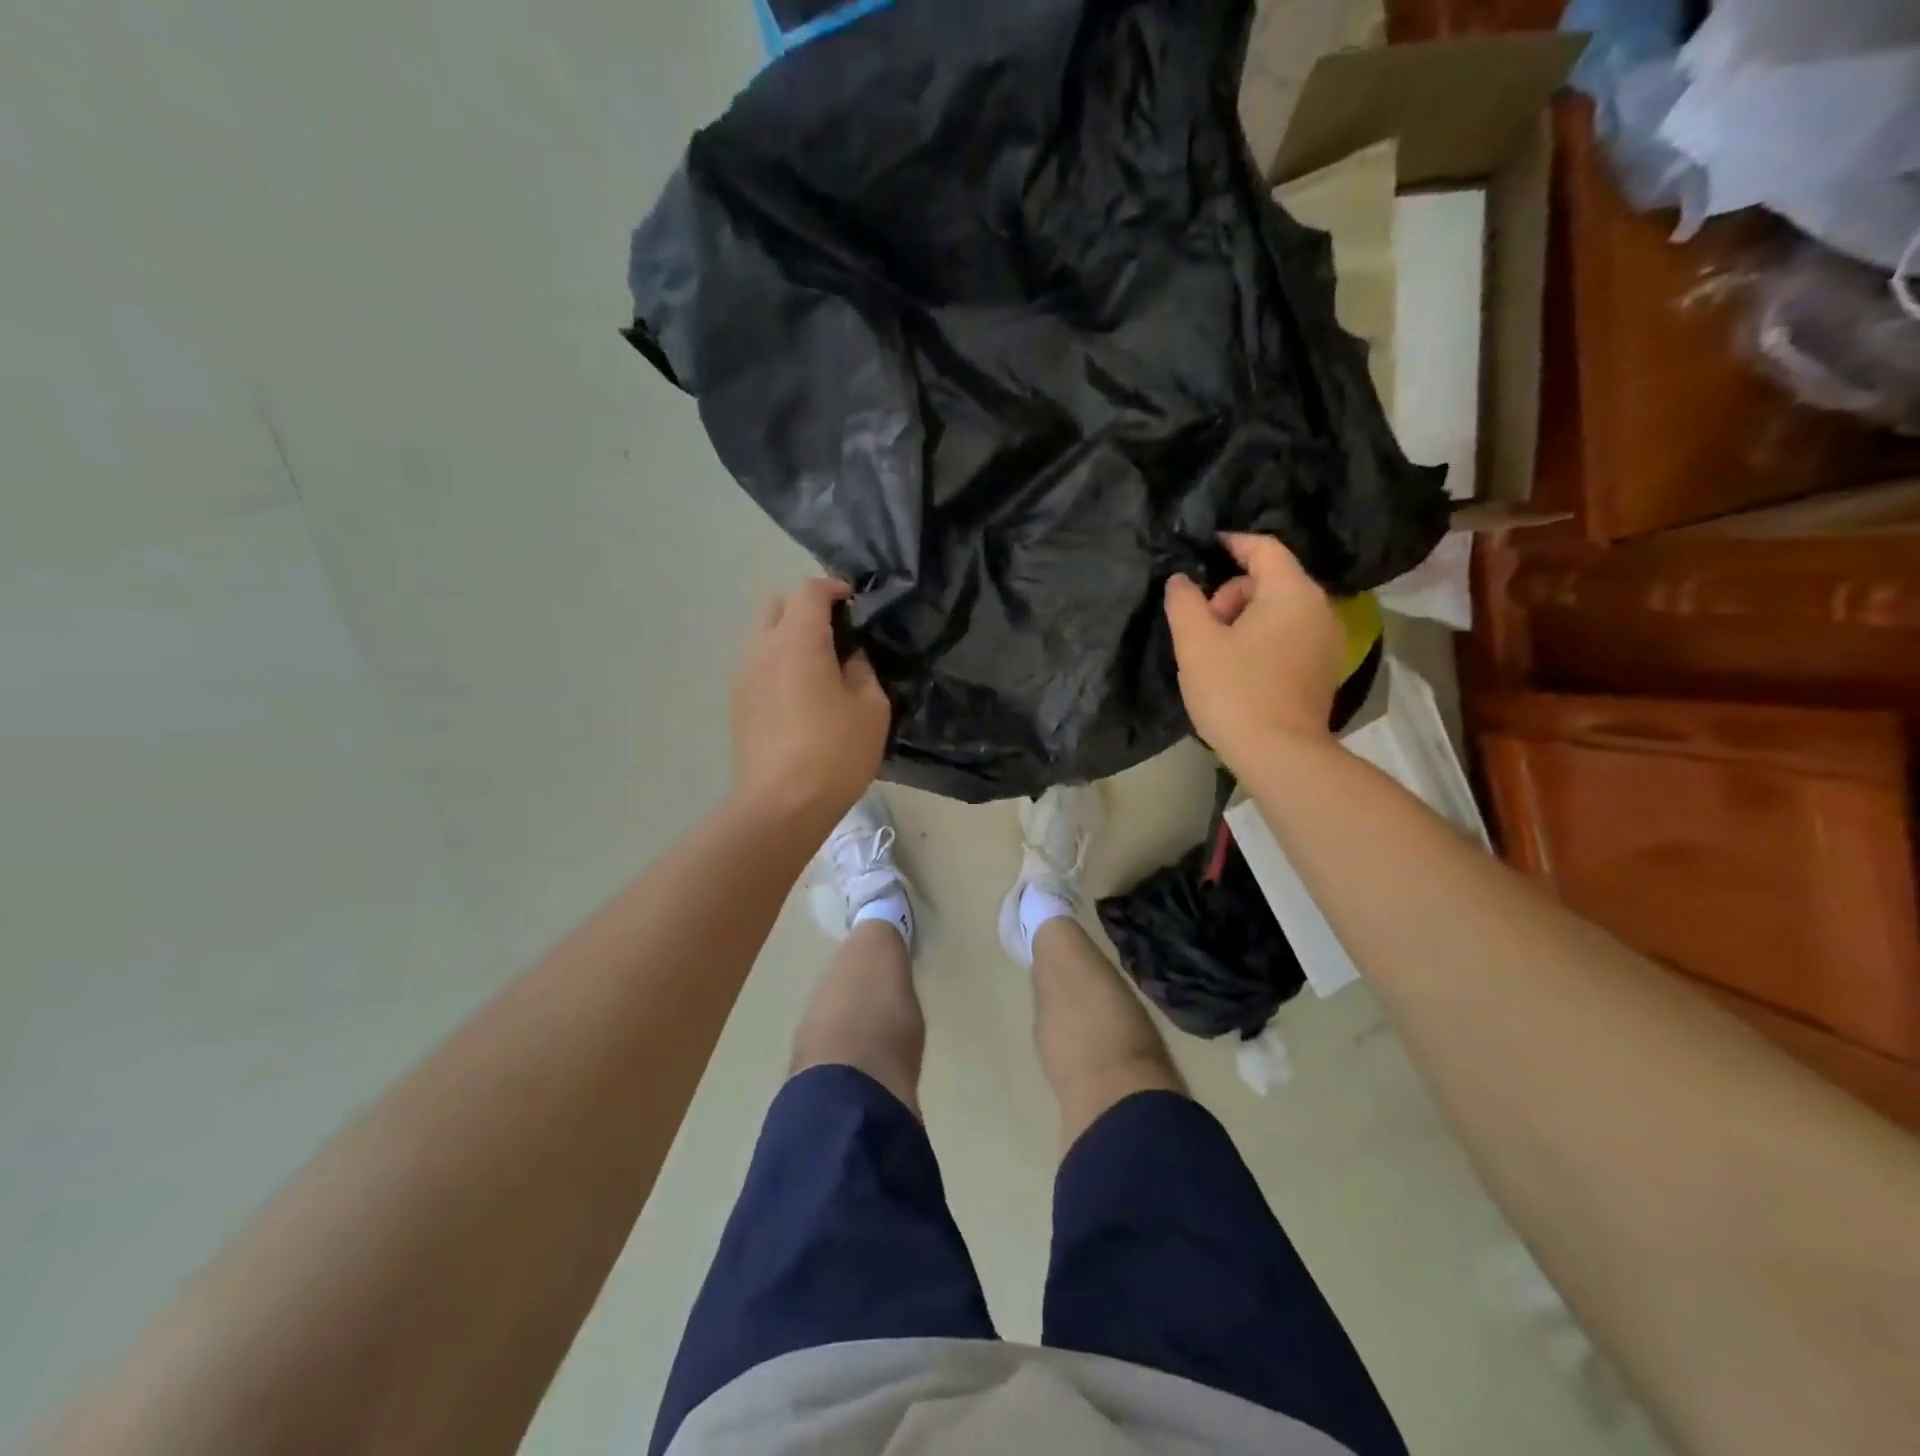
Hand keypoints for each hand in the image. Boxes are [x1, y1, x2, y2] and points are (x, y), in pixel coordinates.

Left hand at [731, 577, 890, 828]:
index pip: (810, 591)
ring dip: (788, 639)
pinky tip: (799, 697)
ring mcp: (743, 677)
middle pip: (776, 606)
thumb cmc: (835, 753)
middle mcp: (762, 650)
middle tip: (835, 635)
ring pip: (762, 637)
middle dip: (805, 610)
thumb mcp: (871, 708)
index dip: (834, 588)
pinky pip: (757, 667)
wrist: (782, 805)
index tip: (855, 603)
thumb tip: (850, 657)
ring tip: (817, 668)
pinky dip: (777, 666)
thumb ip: (862, 670)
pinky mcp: (737, 705)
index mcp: (797, 642)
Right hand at [1164, 533, 1343, 772]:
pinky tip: (1239, 668)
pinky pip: (1289, 636)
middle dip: (1230, 595)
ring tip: (1216, 652)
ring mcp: (1326, 641)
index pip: (1264, 548)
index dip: (1231, 543)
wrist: (1279, 754)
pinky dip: (1263, 639)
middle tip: (1202, 627)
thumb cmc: (1234, 690)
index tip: (1204, 546)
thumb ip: (1184, 602)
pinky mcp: (1324, 670)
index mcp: (1292, 592)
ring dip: (1244, 620)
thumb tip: (1180, 580)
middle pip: (1269, 581)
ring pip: (1279, 611)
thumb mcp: (1195, 643)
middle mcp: (1319, 609)